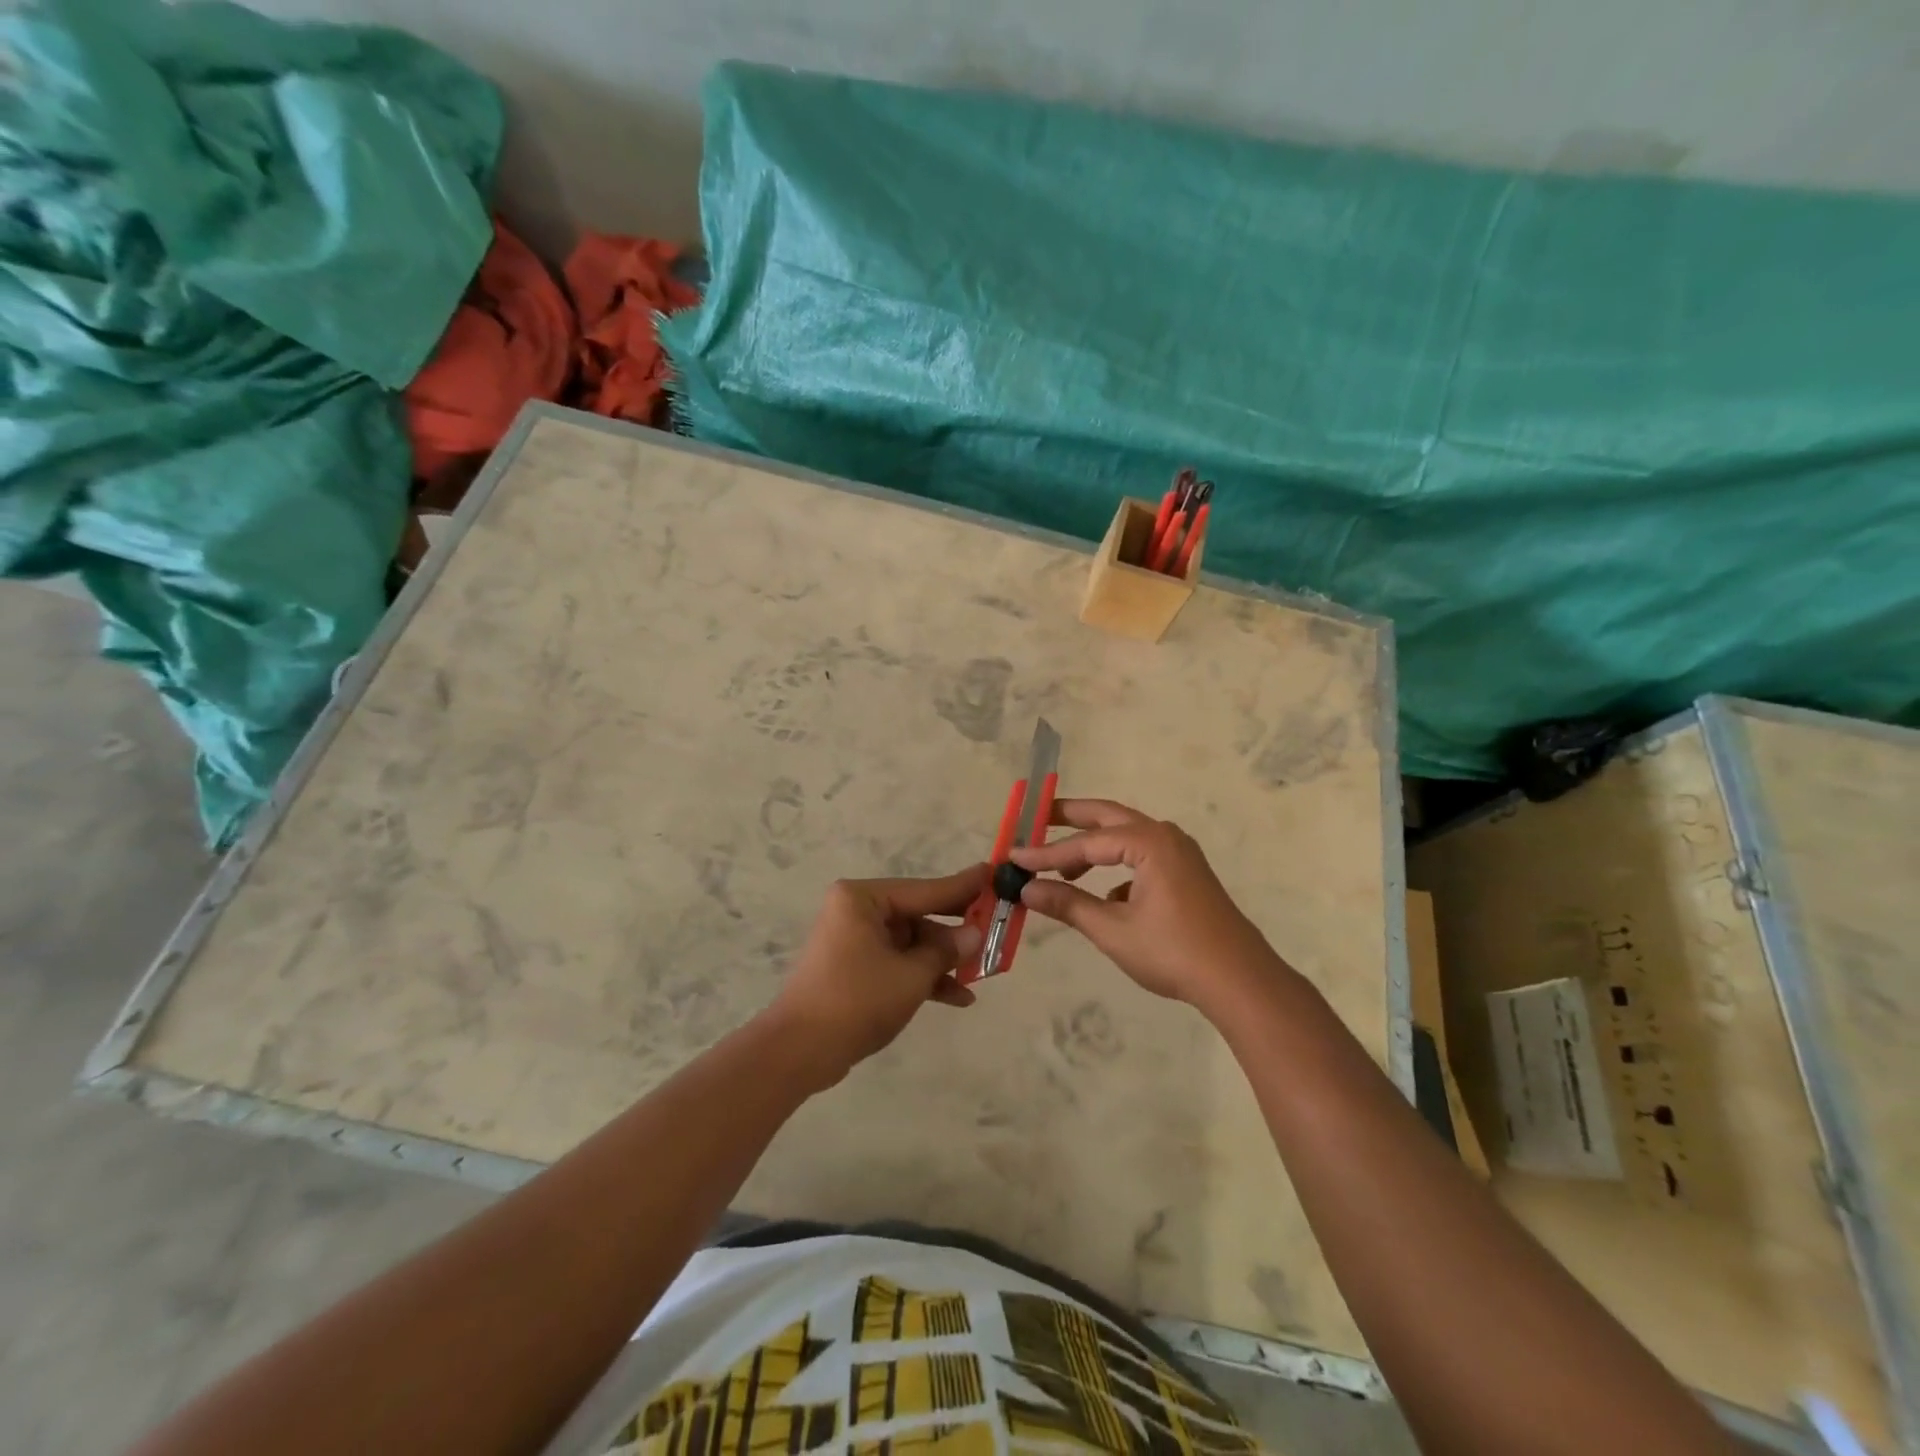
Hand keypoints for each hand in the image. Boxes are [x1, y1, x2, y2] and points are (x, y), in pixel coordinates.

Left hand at [767, 865, 988, 1087]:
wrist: (799, 1051)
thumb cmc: (856, 1001)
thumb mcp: (911, 976)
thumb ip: (946, 951)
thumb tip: (974, 933)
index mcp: (863, 898)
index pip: (925, 889)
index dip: (963, 887)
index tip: (994, 873)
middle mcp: (857, 911)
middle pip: (918, 915)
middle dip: (955, 931)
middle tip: (996, 926)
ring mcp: (854, 940)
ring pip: (911, 942)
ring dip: (942, 960)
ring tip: (981, 974)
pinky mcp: (854, 968)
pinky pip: (897, 962)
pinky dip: (922, 976)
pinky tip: (958, 997)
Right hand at [1009, 800, 1283, 1008]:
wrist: (1239, 980)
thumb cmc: (1173, 952)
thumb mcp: (1112, 929)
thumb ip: (1068, 904)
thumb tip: (1027, 889)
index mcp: (1148, 842)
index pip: (1086, 843)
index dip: (1046, 852)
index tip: (1014, 858)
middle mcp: (1165, 837)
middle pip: (1108, 817)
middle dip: (1070, 817)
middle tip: (1035, 817)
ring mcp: (1179, 854)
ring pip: (1125, 837)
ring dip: (1093, 846)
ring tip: (1061, 866)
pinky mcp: (1186, 873)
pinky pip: (1141, 857)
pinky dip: (1116, 867)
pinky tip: (1105, 898)